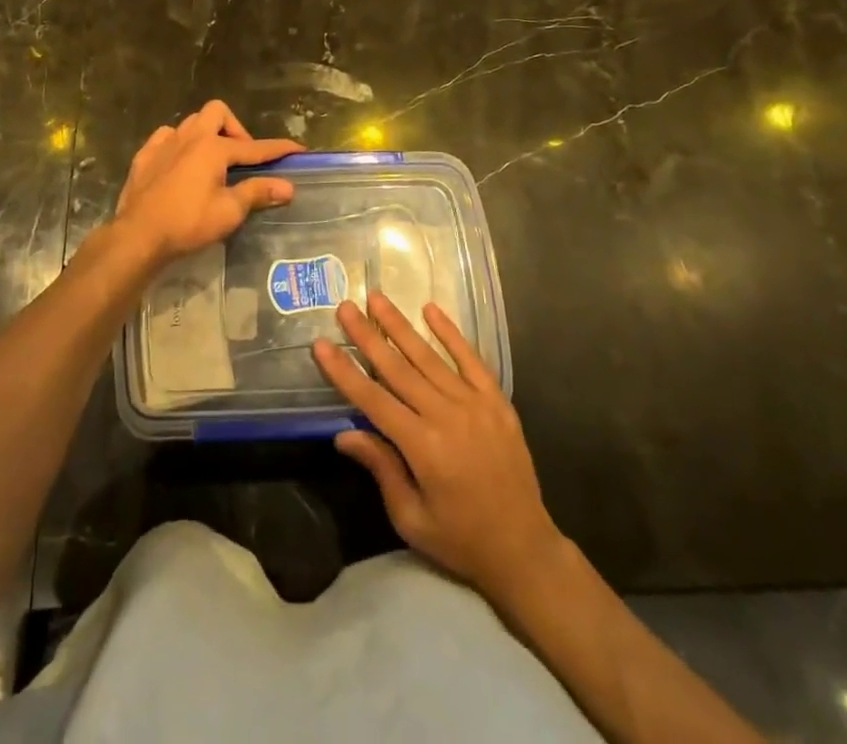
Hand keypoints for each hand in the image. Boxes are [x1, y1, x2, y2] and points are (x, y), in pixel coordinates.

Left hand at [110, 100, 303, 268]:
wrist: (138, 236)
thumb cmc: (187, 224)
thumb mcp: (229, 212)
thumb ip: (257, 193)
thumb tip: (288, 187)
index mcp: (213, 148)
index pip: (254, 147)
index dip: (278, 149)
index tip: (298, 149)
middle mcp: (189, 136)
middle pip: (218, 112)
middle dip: (235, 128)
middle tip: (241, 157)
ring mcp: (163, 143)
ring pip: (191, 122)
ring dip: (207, 133)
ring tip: (213, 160)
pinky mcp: (144, 156)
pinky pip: (166, 137)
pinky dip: (179, 144)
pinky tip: (181, 163)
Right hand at [314, 293, 560, 609]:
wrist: (524, 549)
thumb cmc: (460, 540)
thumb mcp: (411, 518)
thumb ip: (381, 468)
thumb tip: (344, 434)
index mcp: (423, 448)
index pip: (373, 400)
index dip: (345, 372)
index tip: (321, 344)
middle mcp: (447, 417)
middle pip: (398, 368)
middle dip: (367, 336)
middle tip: (345, 306)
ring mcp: (475, 404)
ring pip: (429, 357)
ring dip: (400, 325)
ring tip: (377, 298)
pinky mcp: (497, 401)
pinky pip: (470, 359)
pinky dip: (450, 333)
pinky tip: (431, 309)